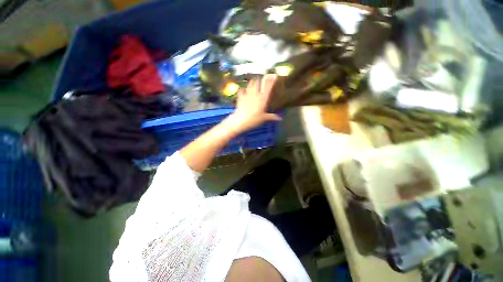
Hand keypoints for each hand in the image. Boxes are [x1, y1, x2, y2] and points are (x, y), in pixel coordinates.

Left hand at [227, 74, 281, 133]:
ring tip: (253, 79)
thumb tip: (280, 119)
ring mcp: (247, 95)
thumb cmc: (254, 119)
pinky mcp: (240, 98)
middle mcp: (255, 94)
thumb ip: (272, 117)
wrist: (241, 120)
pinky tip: (242, 89)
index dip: (272, 80)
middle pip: (258, 83)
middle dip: (260, 79)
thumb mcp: (264, 118)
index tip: (275, 75)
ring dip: (252, 82)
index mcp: (262, 98)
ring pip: (250, 85)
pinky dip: (242, 90)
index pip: (268, 87)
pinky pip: (241, 91)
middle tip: (262, 77)